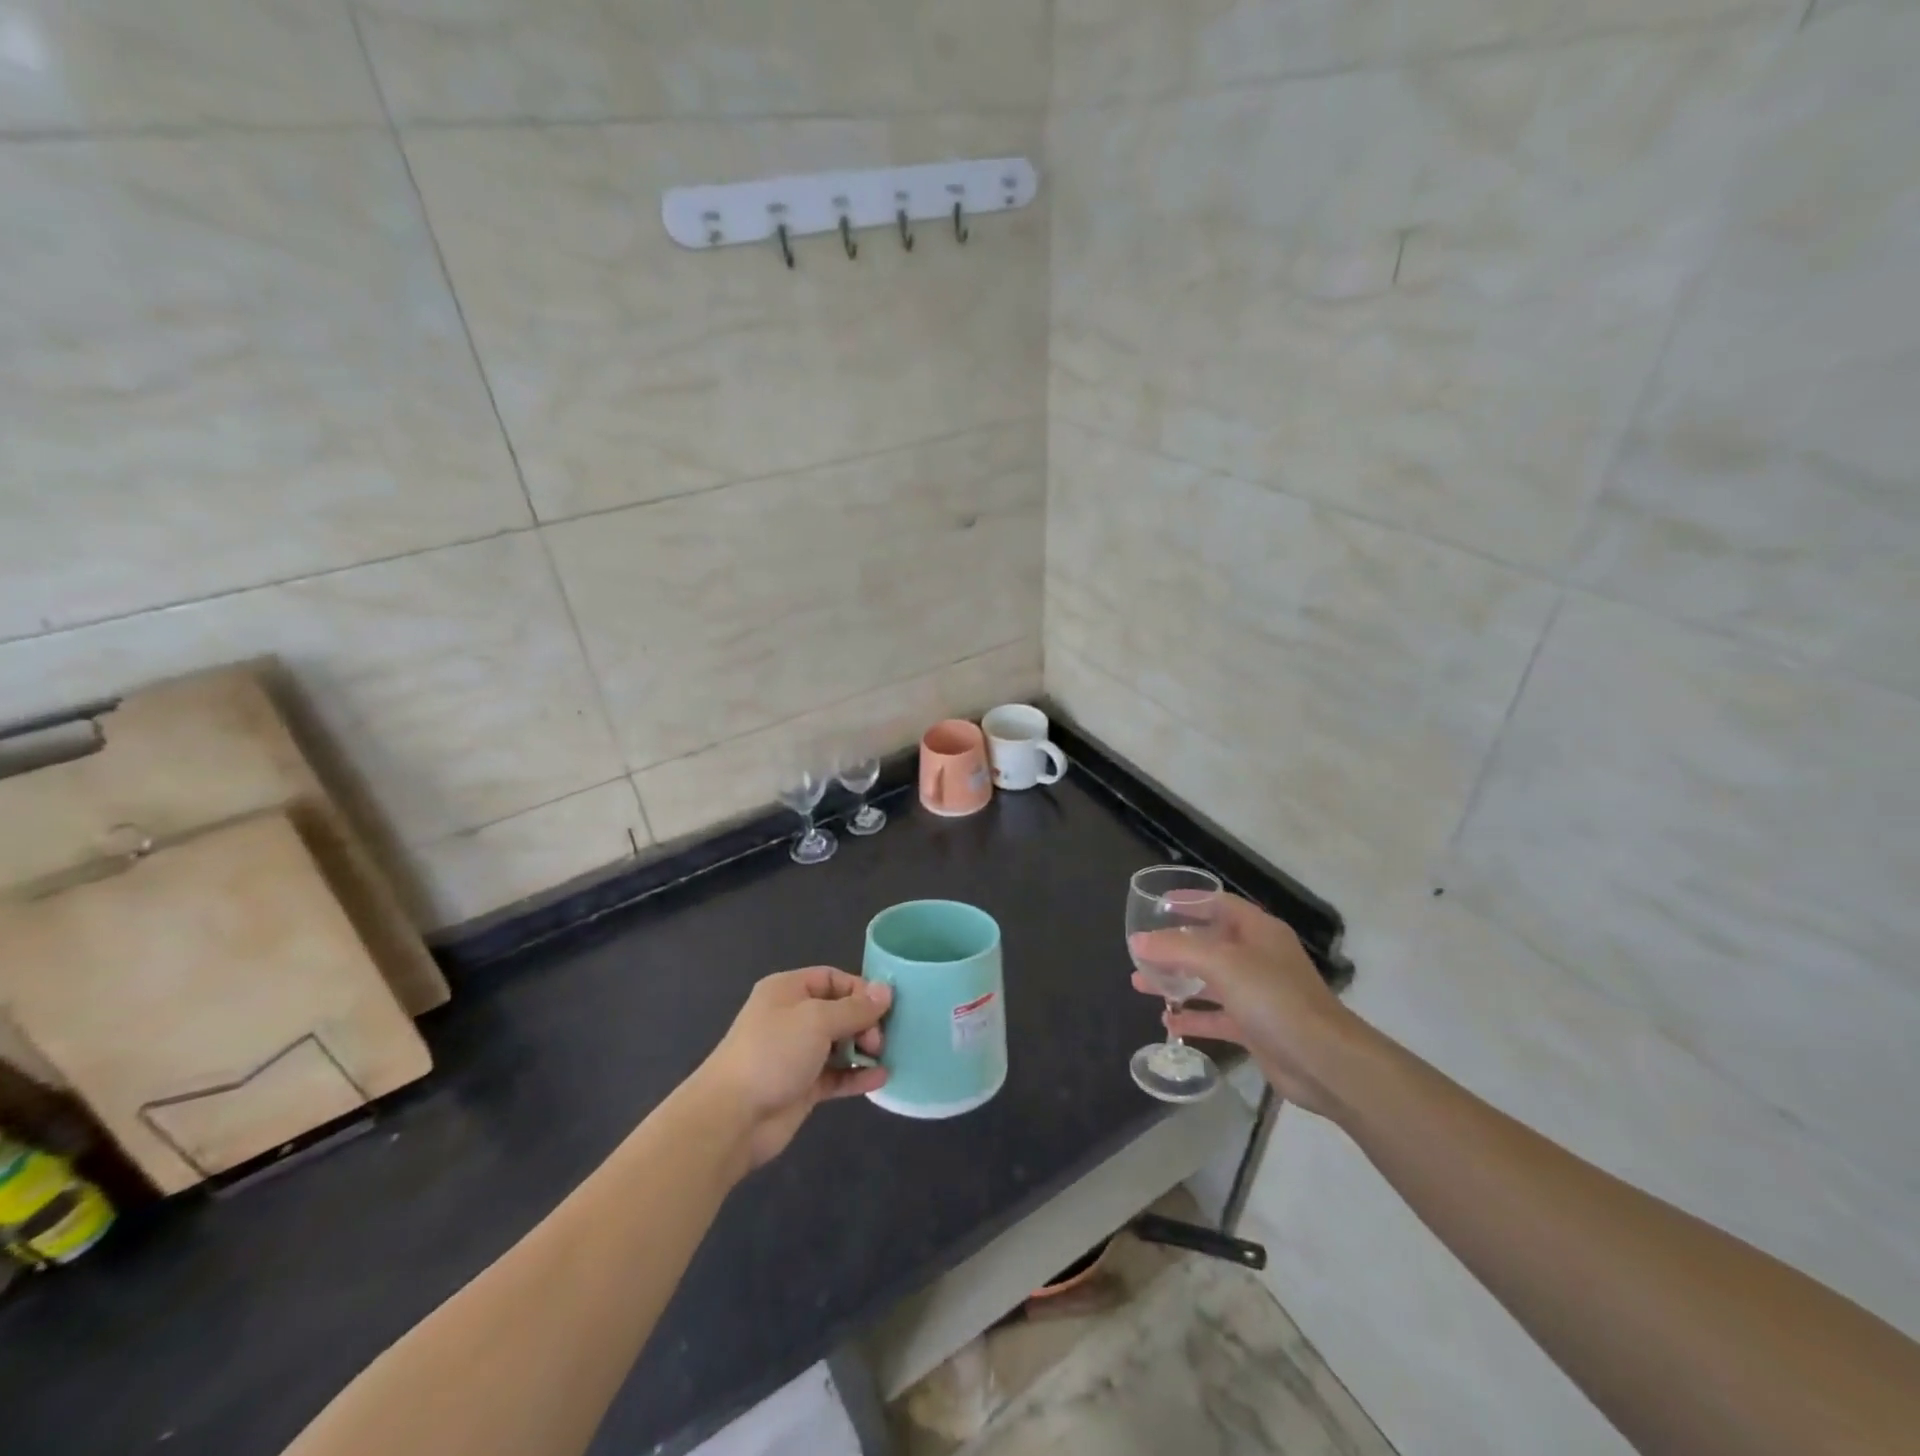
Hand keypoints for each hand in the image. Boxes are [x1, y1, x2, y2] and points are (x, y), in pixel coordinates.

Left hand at [696, 967, 891, 1169]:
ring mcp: (797, 1054)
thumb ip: (855, 1008)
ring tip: (882, 1057)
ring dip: (864, 1049)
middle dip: (864, 1022)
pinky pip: (837, 1075)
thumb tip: (886, 991)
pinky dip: (857, 1075)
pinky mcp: (802, 1087)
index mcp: (788, 990)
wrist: (731, 1118)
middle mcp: (792, 1017)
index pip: (832, 979)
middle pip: (839, 1011)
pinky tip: (880, 1078)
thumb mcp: (817, 1020)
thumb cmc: (773, 1053)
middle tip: (878, 1040)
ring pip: (840, 1044)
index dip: (860, 990)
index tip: (885, 1007)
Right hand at [1129, 895, 1359, 1114]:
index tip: (1157, 904)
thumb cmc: (1274, 998)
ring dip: (1177, 981)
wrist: (1324, 1062)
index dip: (1190, 901)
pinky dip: (1193, 1016)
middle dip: (1174, 946)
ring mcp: (1258, 994)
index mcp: (1258, 931)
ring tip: (1140, 983)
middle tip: (1141, 950)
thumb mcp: (1222, 964)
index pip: (1219, 904)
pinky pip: (1217, 1016)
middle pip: (1210, 943)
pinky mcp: (1256, 1028)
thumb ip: (1177, 949)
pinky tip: (1168, 1020)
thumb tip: (1138, 941)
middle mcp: (1258, 957)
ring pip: (1209, 981)